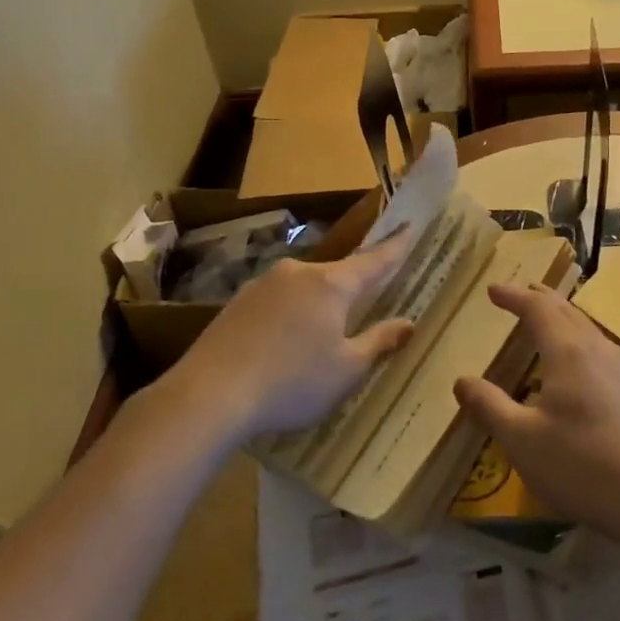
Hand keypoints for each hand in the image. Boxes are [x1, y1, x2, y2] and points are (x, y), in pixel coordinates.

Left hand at [167, 234, 415, 442]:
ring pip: (303, 289)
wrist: (208, 395)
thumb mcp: (346, 371)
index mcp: (331, 284)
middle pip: (336, 275)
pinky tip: (282, 347)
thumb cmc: (291, 383)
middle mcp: (298, 272)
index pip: (374, 260)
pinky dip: (288, 318)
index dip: (396, 246)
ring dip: (316, 306)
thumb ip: (379, 343)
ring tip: (318, 339)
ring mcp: (263, 285)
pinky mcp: (237, 303)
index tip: (410, 225)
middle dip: (352, 288)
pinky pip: (276, 303)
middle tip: (364, 304)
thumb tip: (407, 323)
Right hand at [454, 284, 619, 543]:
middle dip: (540, 299)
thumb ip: (489, 406)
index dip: (514, 296)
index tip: (492, 290)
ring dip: (562, 318)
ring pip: (587, 329)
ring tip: (545, 320)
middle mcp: (598, 350)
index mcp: (569, 352)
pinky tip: (577, 363)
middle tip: (519, 293)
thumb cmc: (582, 466)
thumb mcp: (521, 440)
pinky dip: (578, 339)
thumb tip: (462, 380)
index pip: (538, 309)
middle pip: (567, 311)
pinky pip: (600, 349)